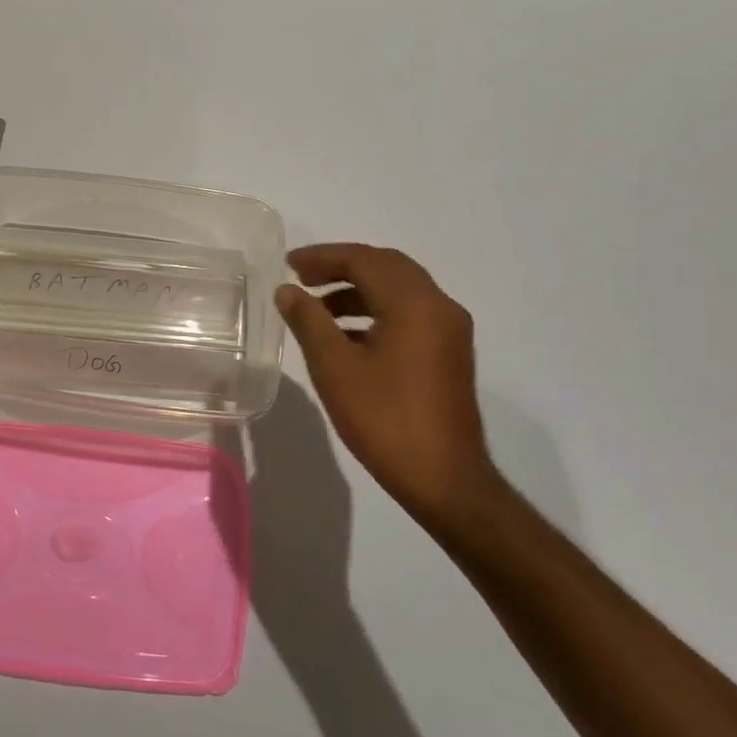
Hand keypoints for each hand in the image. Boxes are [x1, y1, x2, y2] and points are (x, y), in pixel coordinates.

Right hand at [276, 244, 505, 531]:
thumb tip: (288, 290)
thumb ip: (309, 321)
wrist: (444, 479)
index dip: (323, 257)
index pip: (365, 260)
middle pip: (387, 267)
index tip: (288, 264)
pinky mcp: (448, 353)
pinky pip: (409, 313)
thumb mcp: (335, 367)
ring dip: (357, 289)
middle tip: (302, 277)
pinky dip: (375, 310)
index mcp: (415, 304)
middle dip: (342, 266)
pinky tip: (345, 335)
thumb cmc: (384, 419)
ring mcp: (449, 331)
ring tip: (316, 307)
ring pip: (399, 290)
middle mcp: (439, 307)